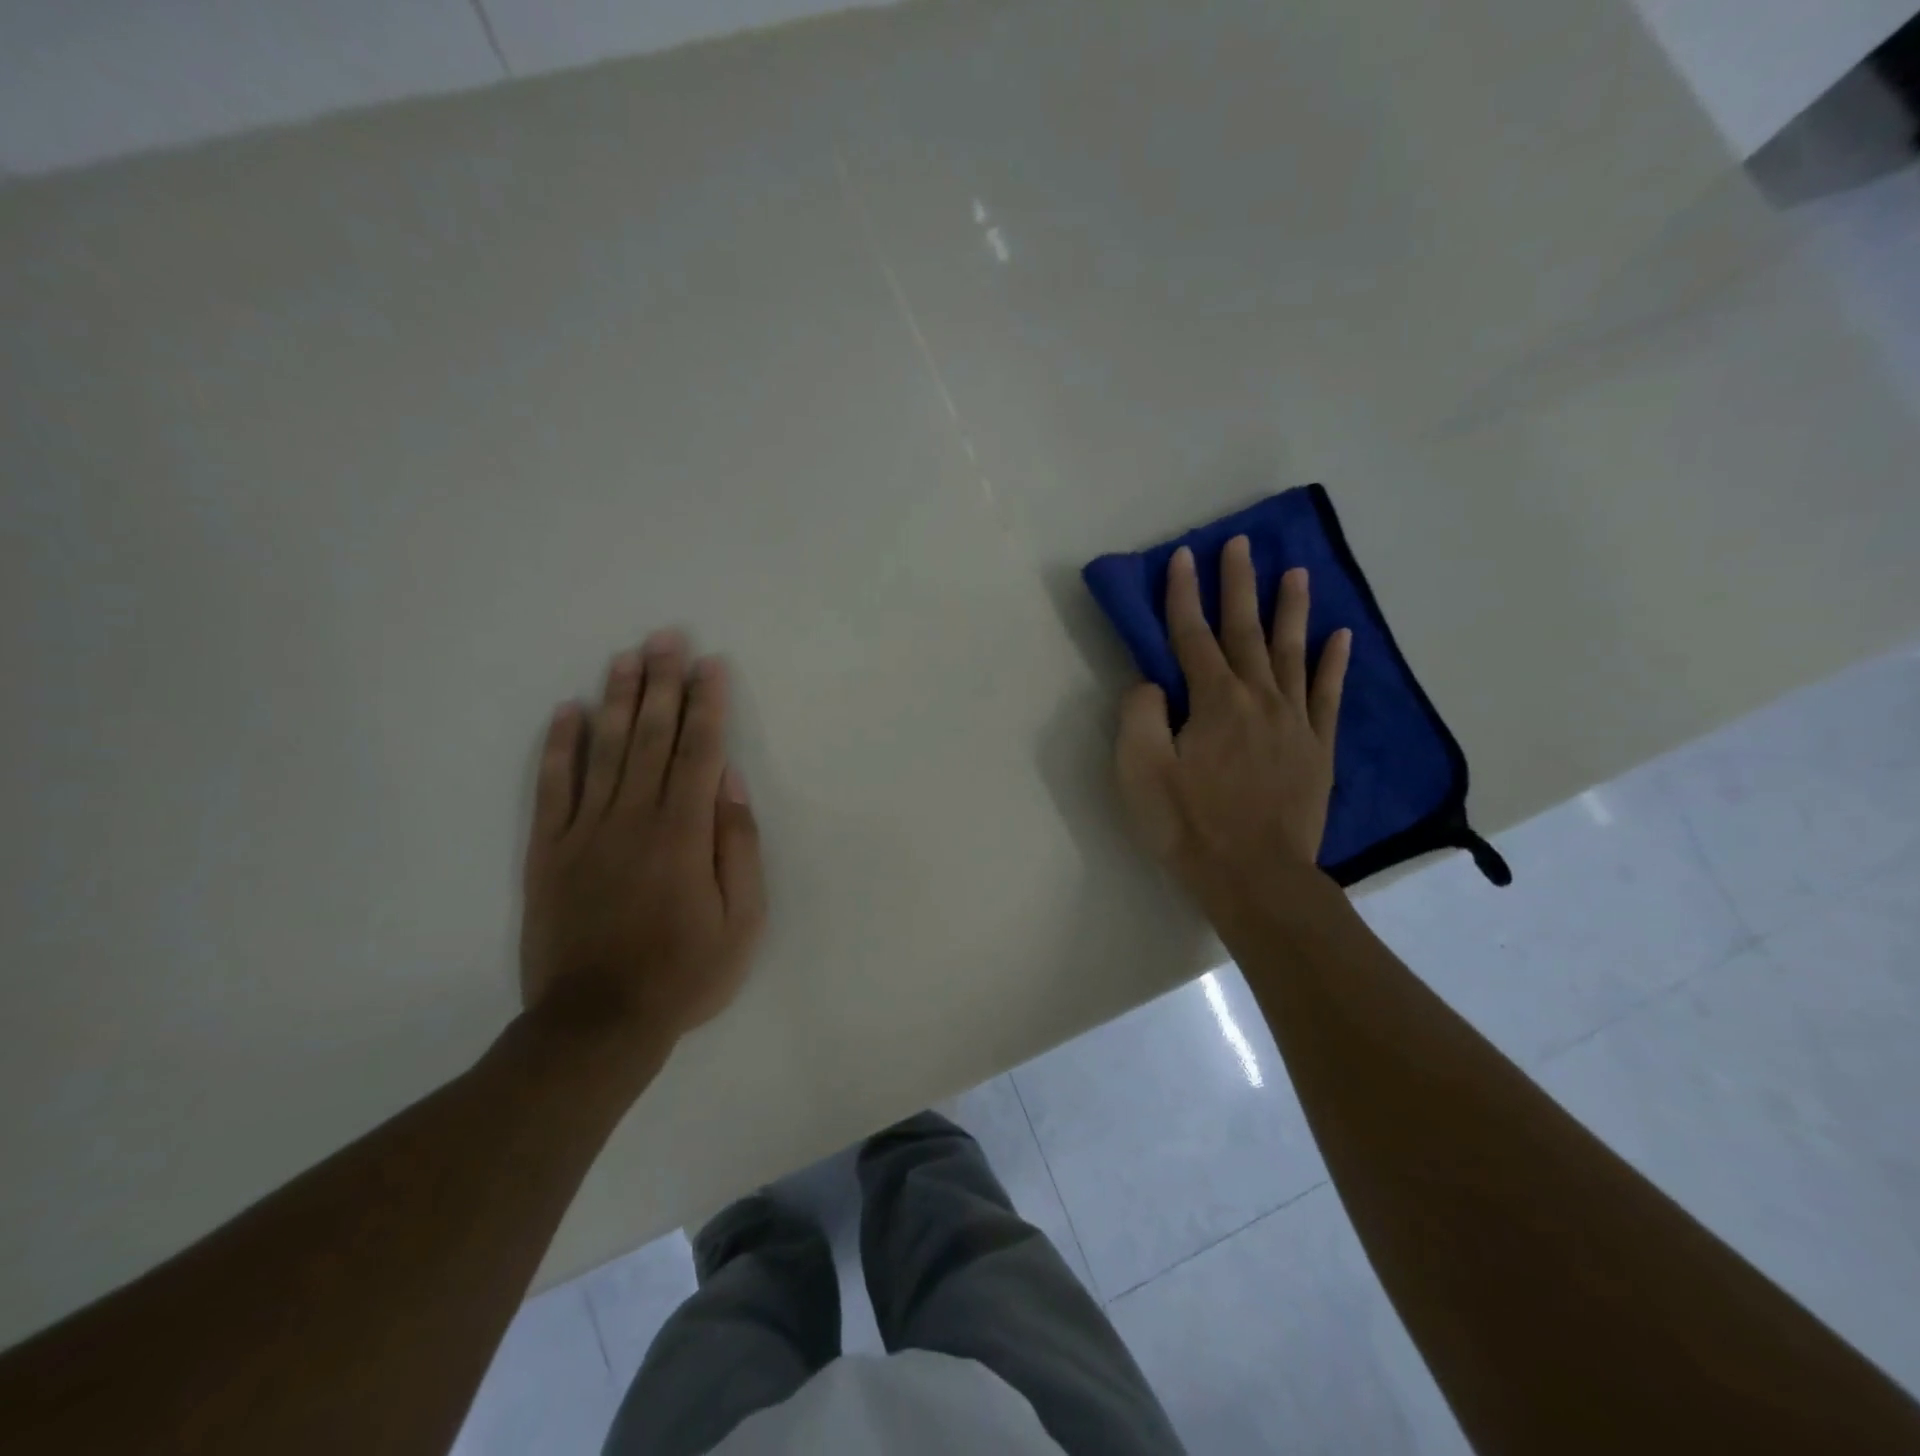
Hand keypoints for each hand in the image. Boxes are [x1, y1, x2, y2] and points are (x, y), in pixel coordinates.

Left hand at [519, 631, 765, 1053]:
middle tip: (666, 636)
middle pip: (653, 738)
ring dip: (618, 699)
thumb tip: (731, 784)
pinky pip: (552, 788)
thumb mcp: (742, 921)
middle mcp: (634, 819)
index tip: (711, 664)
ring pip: (604, 751)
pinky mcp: (547, 852)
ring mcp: (585, 832)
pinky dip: (559, 747)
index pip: (700, 752)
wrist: (597, 1025)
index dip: (708, 704)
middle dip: (663, 683)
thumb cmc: (684, 974)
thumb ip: (739, 847)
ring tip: (626, 657)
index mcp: (684, 834)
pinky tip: (567, 712)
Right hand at [1116, 538, 1351, 910]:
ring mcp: (1294, 721)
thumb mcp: (1140, 772)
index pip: (1191, 636)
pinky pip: (1328, 695)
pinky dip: (1334, 663)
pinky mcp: (1318, 747)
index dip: (1184, 594)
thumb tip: (1151, 683)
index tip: (1183, 556)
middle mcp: (1257, 698)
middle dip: (1239, 584)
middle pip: (1245, 631)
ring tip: (1296, 572)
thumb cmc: (1189, 825)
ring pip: (1293, 652)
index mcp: (1212, 701)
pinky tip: (1341, 637)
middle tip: (1242, 543)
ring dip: (1292, 609)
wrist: (1256, 877)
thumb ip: (1139, 717)